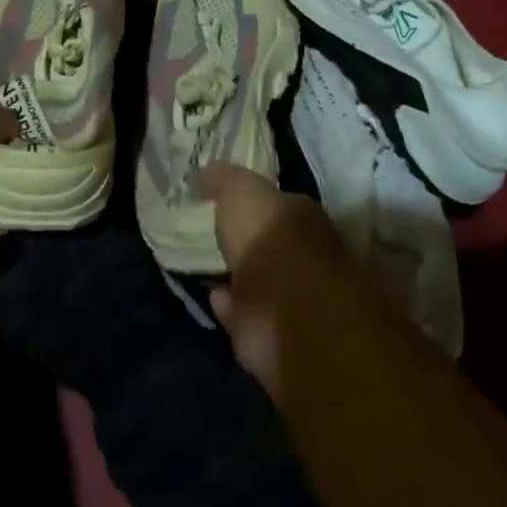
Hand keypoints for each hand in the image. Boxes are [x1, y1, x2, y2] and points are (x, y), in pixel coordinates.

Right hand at [199, 163, 355, 393]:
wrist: (286, 309)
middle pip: (273, 243)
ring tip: (210, 266)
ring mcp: (291, 298)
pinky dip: (228, 306)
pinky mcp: (271, 333)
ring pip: (259, 281)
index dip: (255, 200)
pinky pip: (243, 313)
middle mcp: (304, 256)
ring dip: (239, 276)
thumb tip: (202, 173)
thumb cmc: (269, 236)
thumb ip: (222, 179)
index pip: (278, 202)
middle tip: (218, 233)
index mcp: (302, 216)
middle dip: (250, 240)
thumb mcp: (241, 189)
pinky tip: (211, 295)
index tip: (228, 199)